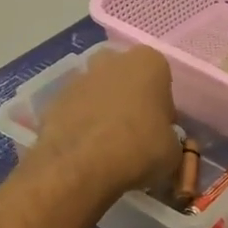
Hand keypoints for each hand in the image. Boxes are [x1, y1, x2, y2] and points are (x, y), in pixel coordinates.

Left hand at [31, 45, 180, 199]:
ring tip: (107, 145)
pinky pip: (75, 110)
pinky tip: (86, 151)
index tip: (160, 128)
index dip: (162, 105)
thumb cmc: (139, 149)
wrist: (81, 166)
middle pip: (125, 76)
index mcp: (148, 63)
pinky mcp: (54, 100)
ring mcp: (79, 78)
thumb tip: (161, 142)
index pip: (162, 79)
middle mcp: (112, 60)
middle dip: (128, 97)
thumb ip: (169, 137)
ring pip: (97, 91)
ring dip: (103, 110)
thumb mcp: (173, 151)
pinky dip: (81, 125)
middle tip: (134, 132)